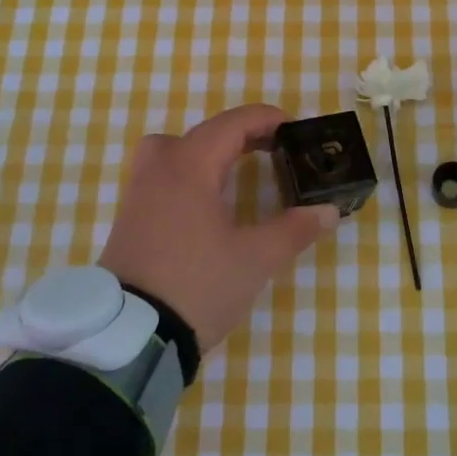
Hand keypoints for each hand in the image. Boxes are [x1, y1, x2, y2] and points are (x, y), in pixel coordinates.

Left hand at [98, 104, 339, 351]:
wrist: (131, 337)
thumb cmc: (197, 285)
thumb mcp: (255, 259)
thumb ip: (294, 230)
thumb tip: (327, 211)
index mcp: (189, 168)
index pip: (231, 124)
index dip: (265, 119)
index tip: (294, 128)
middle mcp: (159, 170)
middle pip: (201, 133)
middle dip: (240, 134)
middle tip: (271, 149)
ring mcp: (138, 194)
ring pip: (171, 151)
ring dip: (205, 151)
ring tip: (231, 172)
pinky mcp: (129, 220)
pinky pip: (160, 176)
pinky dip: (186, 174)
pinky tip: (205, 204)